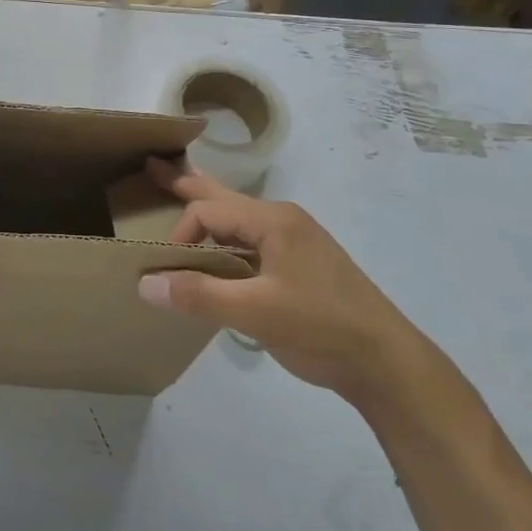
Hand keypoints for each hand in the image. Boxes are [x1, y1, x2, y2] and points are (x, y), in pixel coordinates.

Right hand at [137, 160, 421, 398]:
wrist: (386, 363)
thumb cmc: (322, 328)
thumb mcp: (255, 312)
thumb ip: (198, 295)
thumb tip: (145, 283)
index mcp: (273, 221)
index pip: (207, 211)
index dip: (179, 235)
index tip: (167, 271)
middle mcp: (283, 221)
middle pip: (223, 197)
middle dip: (186, 184)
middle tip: (152, 167)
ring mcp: (294, 242)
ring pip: (237, 220)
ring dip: (206, 212)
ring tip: (178, 197)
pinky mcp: (299, 266)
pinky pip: (250, 242)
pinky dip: (224, 239)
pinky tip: (214, 251)